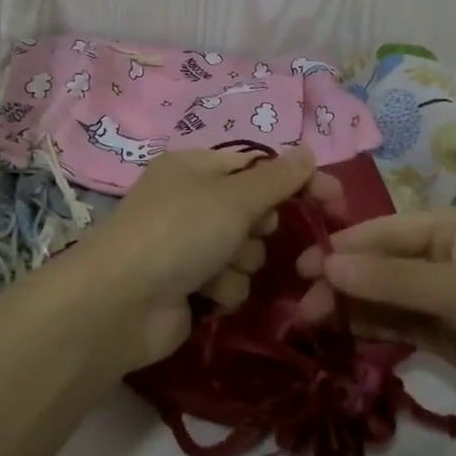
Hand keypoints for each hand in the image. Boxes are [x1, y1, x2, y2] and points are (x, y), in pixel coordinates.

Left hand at [66, 145, 341, 372]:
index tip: (335, 201)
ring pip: (245, 250)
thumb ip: (277, 178)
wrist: (120, 304)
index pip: (260, 167)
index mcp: (195, 167)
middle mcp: (191, 202)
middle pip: (254, 210)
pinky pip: (229, 282)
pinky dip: (223, 288)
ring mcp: (188, 245)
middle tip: (250, 233)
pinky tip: (205, 294)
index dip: (297, 181)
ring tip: (218, 268)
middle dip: (259, 227)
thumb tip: (308, 151)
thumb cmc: (179, 232)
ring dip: (240, 262)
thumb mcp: (234, 197)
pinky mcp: (188, 285)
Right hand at [296, 208, 455, 436]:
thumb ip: (391, 279)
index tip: (300, 267)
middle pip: (382, 264)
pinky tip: (344, 335)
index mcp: (453, 227)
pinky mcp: (449, 336)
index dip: (342, 247)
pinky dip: (375, 328)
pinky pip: (402, 325)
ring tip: (311, 323)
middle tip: (303, 308)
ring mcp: (447, 299)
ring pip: (388, 296)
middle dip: (343, 282)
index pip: (385, 231)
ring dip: (353, 307)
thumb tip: (327, 264)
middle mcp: (446, 257)